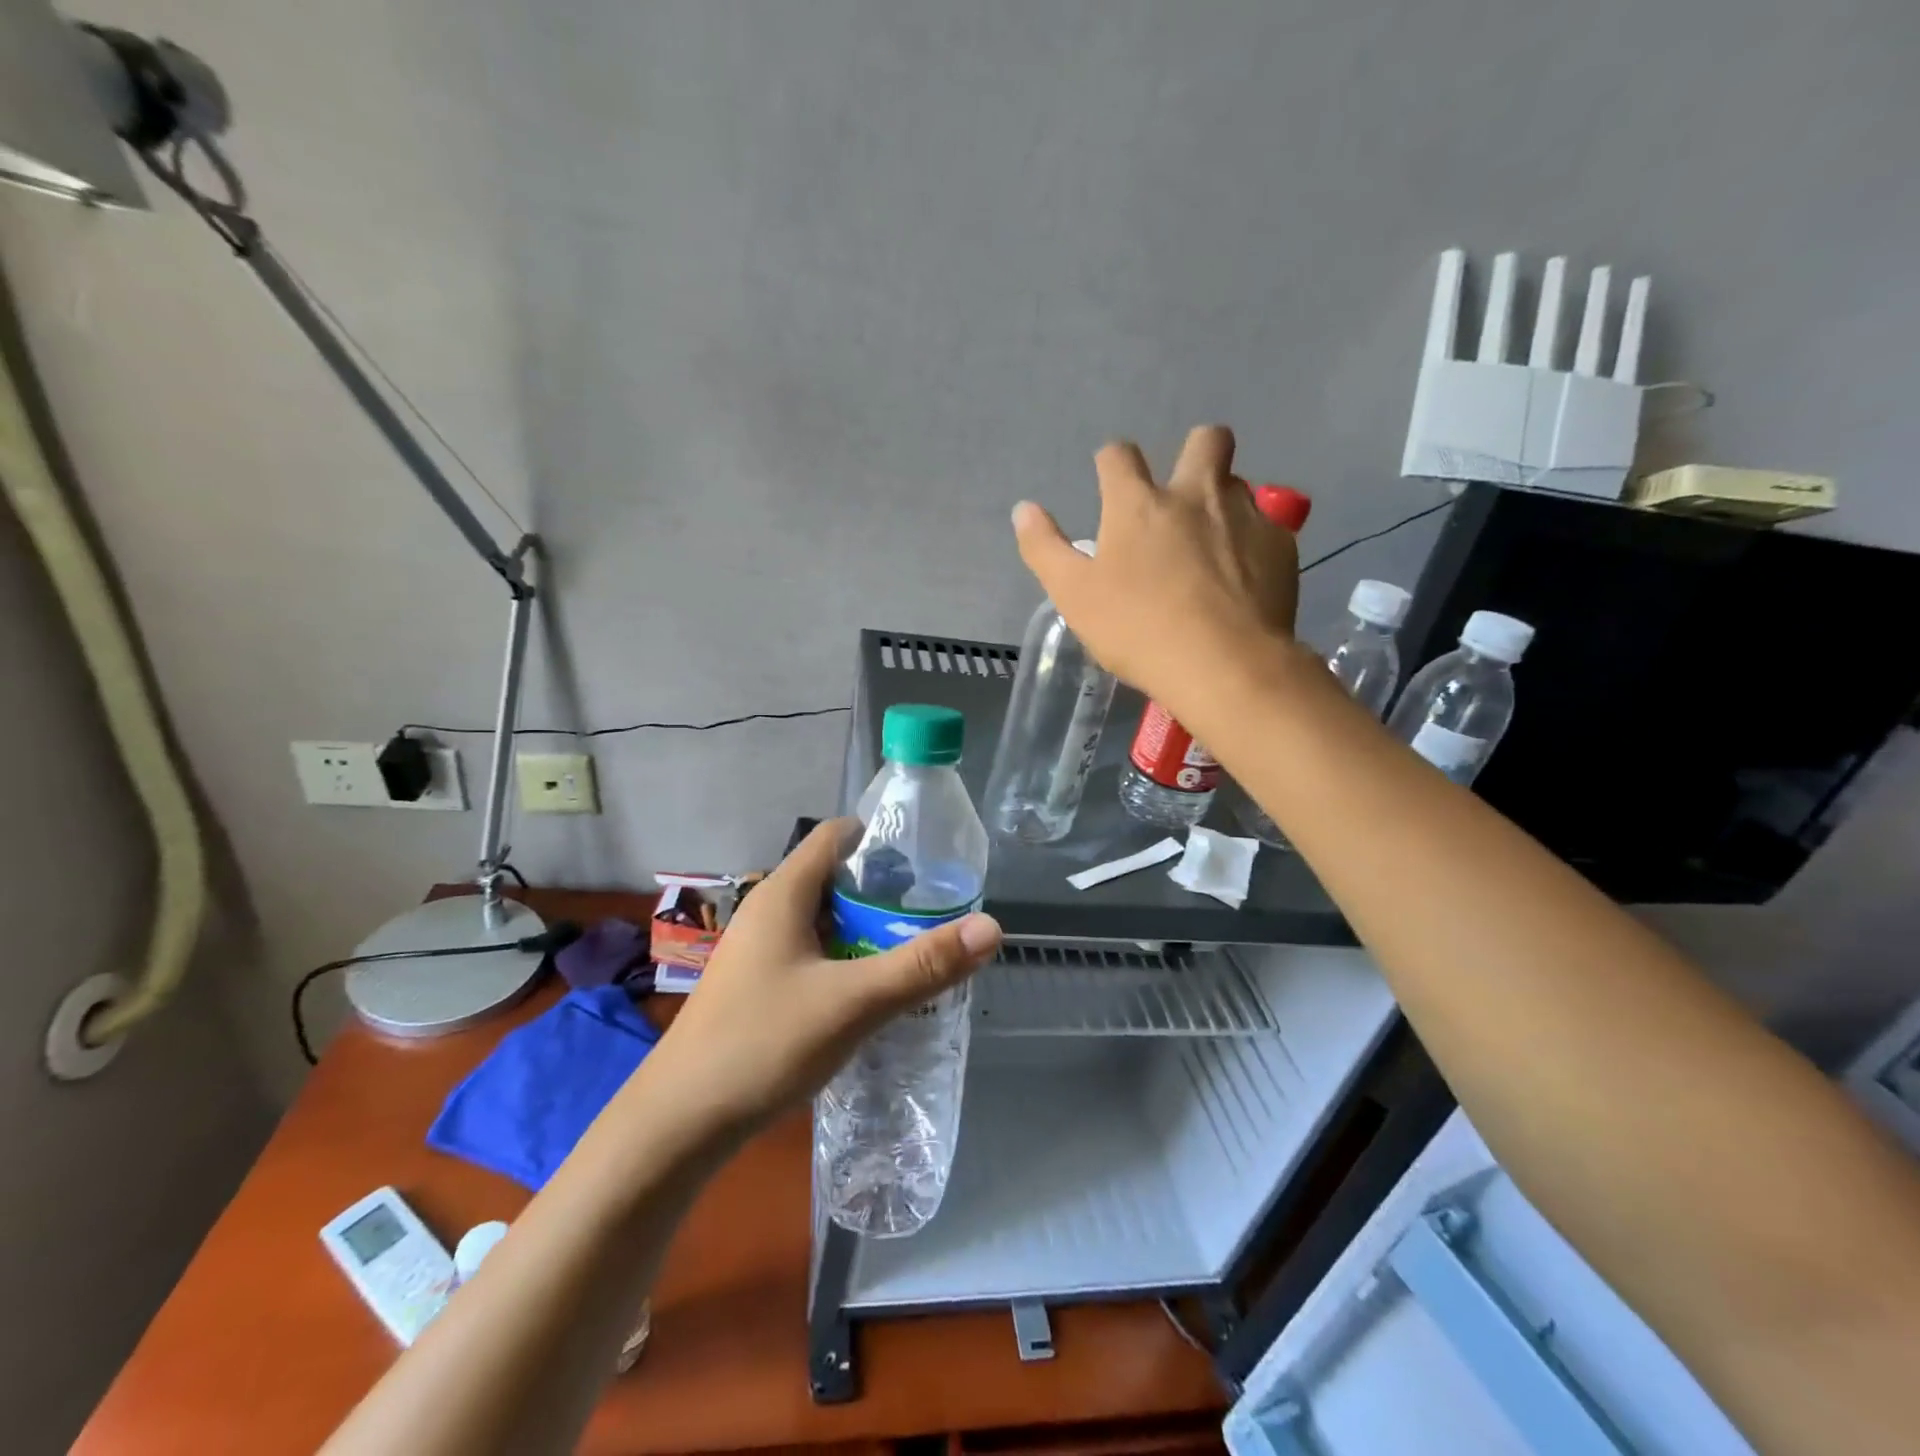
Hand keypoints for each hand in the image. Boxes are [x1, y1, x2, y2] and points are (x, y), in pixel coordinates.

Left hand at [642, 820, 1002, 1134]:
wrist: (678, 1123)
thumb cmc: (763, 1044)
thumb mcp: (853, 1002)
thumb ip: (922, 964)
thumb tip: (992, 927)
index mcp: (784, 893)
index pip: (838, 835)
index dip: (884, 839)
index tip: (930, 864)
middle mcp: (768, 910)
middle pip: (835, 878)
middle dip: (886, 892)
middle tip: (935, 914)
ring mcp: (759, 950)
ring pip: (825, 920)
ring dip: (867, 929)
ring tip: (915, 951)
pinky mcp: (757, 985)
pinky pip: (812, 953)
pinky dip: (845, 959)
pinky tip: (871, 991)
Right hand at [1011, 424, 1300, 716]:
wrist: (1224, 664)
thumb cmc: (1137, 629)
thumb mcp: (1073, 595)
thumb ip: (1044, 548)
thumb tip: (1023, 509)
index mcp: (1137, 503)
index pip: (1119, 455)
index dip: (1111, 462)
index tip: (1109, 481)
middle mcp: (1195, 493)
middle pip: (1205, 439)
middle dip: (1193, 451)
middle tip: (1182, 494)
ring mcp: (1245, 515)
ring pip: (1239, 482)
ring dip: (1223, 499)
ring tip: (1213, 540)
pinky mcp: (1281, 544)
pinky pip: (1268, 526)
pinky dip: (1253, 541)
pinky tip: (1244, 575)